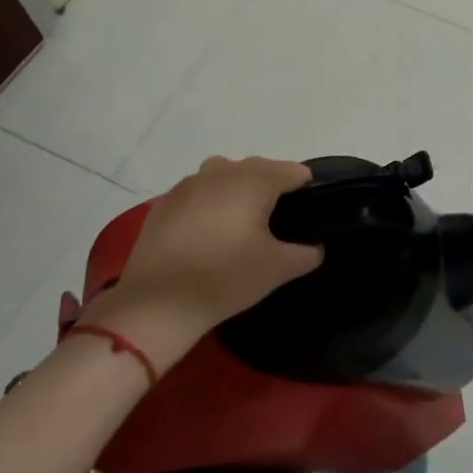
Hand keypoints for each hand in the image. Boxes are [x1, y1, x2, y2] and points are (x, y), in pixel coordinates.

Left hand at [78, 157, 322, 364]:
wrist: (158, 302)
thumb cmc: (226, 276)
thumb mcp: (278, 269)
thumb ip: (306, 254)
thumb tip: (314, 247)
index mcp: (256, 179)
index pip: (294, 172)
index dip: (305, 192)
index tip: (305, 218)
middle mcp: (223, 170)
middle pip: (259, 170)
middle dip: (270, 192)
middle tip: (274, 229)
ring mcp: (189, 183)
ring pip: (226, 178)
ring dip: (237, 195)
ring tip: (239, 230)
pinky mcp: (164, 201)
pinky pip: (198, 195)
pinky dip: (208, 207)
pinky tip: (206, 237)